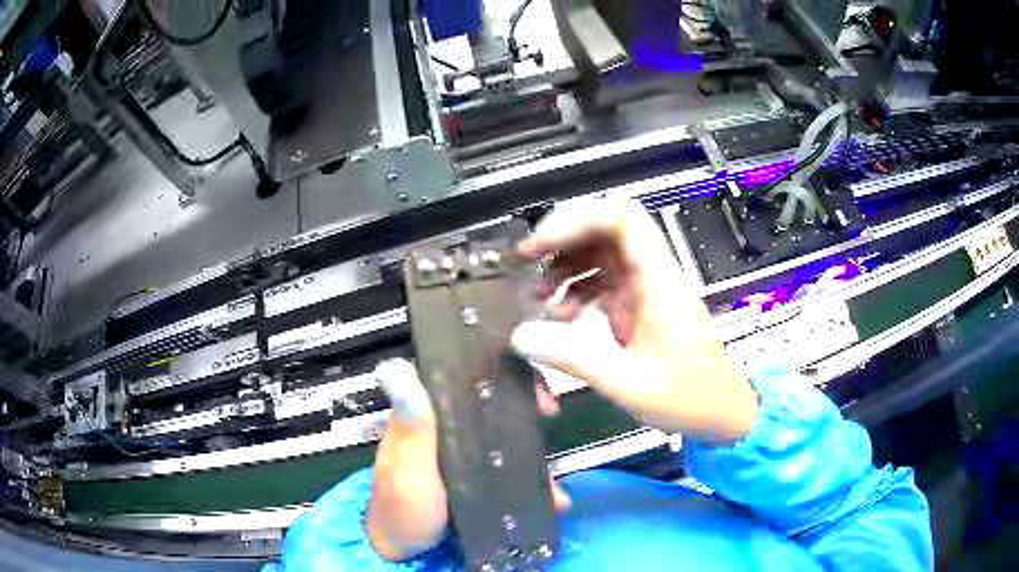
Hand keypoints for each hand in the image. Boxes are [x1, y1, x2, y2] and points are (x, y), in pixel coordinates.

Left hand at [366, 358, 569, 561]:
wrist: (405, 551)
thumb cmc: (401, 508)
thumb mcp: (406, 468)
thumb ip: (411, 426)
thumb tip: (396, 368)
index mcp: (423, 414)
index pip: (459, 375)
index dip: (496, 368)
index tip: (527, 382)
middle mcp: (443, 427)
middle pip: (489, 401)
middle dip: (524, 404)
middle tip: (550, 415)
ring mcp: (460, 452)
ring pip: (502, 433)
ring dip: (532, 446)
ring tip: (554, 475)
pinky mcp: (473, 476)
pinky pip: (506, 466)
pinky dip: (529, 477)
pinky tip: (550, 496)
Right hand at [511, 198, 757, 442]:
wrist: (721, 410)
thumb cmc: (688, 396)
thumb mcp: (628, 383)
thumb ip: (574, 358)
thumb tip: (521, 337)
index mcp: (658, 282)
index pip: (622, 218)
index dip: (576, 220)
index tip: (540, 245)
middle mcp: (652, 275)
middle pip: (606, 227)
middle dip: (562, 237)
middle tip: (528, 260)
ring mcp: (645, 287)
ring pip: (600, 251)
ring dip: (566, 263)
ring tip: (540, 294)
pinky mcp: (638, 304)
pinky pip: (601, 280)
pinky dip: (575, 288)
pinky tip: (561, 314)